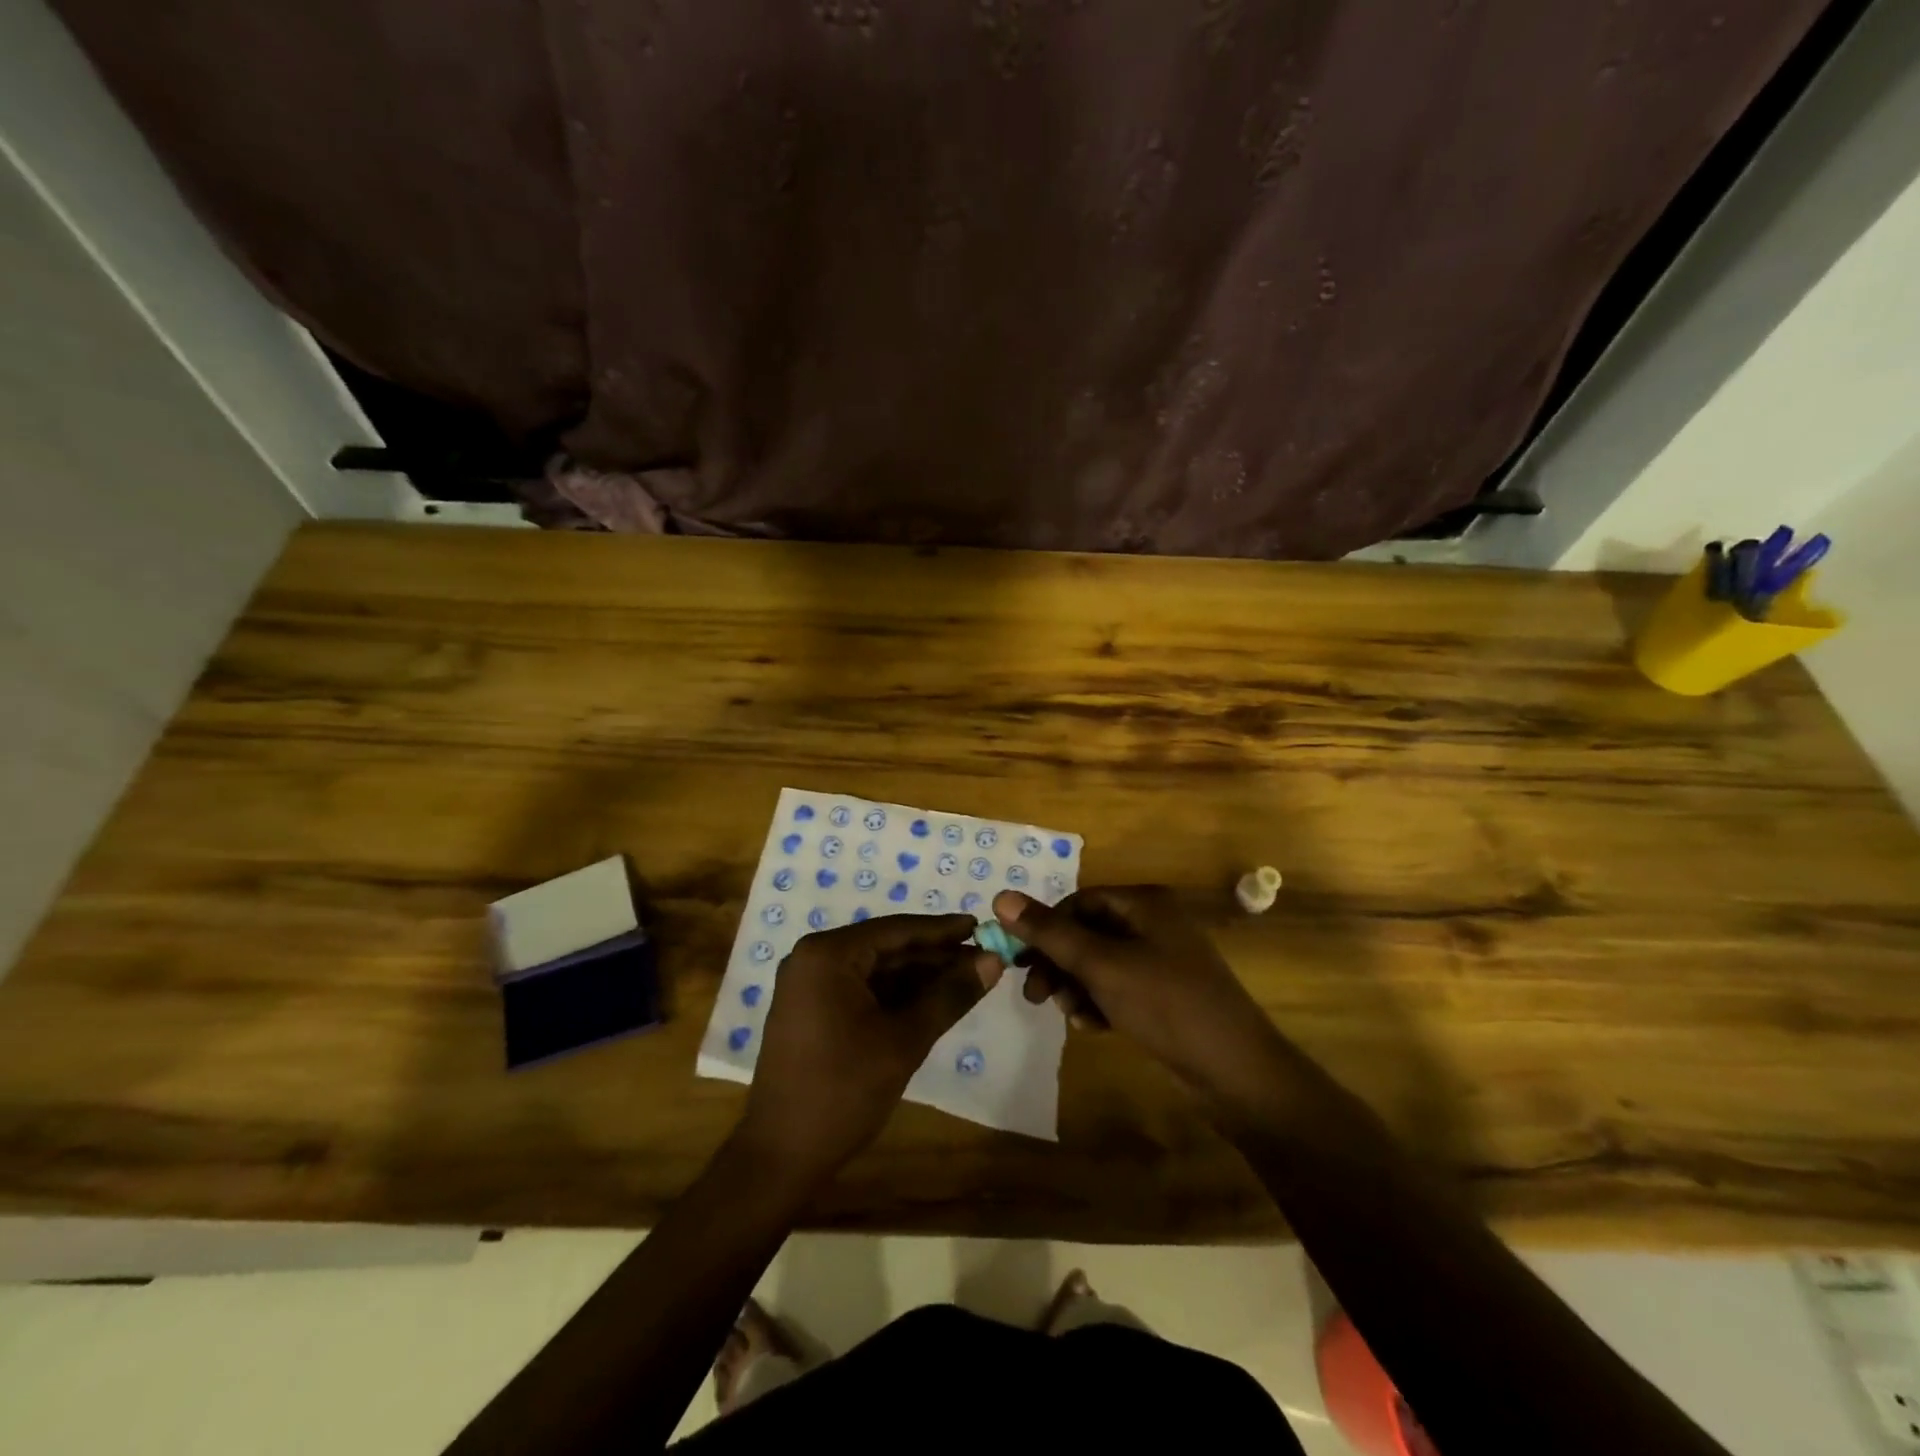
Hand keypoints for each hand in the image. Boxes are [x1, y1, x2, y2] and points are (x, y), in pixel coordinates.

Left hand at [738, 914, 1001, 1182]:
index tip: (981, 926)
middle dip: (934, 956)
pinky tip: (932, 1001)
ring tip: (967, 980)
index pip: (896, 930)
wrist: (781, 1156)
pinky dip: (896, 995)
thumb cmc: (843, 1091)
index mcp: (828, 955)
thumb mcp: (904, 1040)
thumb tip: (993, 959)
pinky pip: (862, 990)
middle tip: (983, 959)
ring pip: (876, 970)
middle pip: (886, 948)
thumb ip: (950, 995)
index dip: (942, 930)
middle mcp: (814, 959)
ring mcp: (810, 986)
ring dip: (919, 977)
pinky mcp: (812, 1011)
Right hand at [993, 886, 1286, 1103]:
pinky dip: (1100, 1003)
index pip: (1080, 902)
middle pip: (1088, 933)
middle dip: (1059, 963)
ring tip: (1070, 1015)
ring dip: (1076, 986)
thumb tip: (1001, 897)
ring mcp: (1162, 961)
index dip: (1047, 927)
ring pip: (1100, 964)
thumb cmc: (1166, 1004)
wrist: (1235, 1071)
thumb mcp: (1101, 966)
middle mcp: (1153, 924)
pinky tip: (1092, 1027)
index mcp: (1145, 904)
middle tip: (1034, 994)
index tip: (1020, 959)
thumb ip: (1050, 933)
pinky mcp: (1165, 995)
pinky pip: (1118, 988)